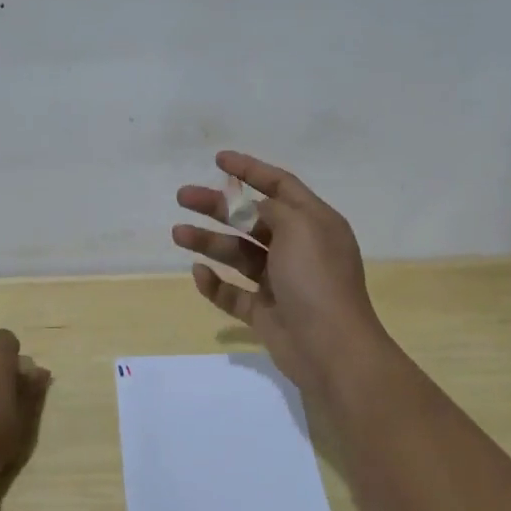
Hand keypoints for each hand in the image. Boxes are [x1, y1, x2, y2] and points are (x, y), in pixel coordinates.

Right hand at [174, 150, 389, 399]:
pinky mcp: (266, 313)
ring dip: (209, 242)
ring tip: (178, 233)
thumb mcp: (300, 228)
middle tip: (183, 196)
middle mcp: (299, 248)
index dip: (250, 170)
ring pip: (239, 254)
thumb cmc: (317, 279)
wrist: (331, 350)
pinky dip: (215, 283)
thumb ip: (273, 209)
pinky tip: (198, 273)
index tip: (219, 160)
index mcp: (314, 223)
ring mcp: (282, 282)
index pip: (281, 186)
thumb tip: (256, 207)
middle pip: (252, 218)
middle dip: (217, 207)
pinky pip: (235, 293)